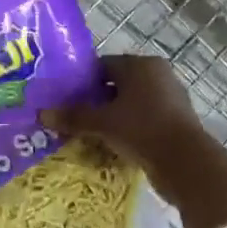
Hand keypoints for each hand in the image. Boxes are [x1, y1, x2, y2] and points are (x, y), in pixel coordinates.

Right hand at [43, 55, 214, 203]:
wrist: (185, 163)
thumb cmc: (141, 129)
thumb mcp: (103, 123)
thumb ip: (73, 117)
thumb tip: (41, 114)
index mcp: (141, 64)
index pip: (104, 65)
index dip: (83, 81)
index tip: (67, 99)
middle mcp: (158, 74)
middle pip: (118, 84)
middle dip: (97, 101)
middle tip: (76, 118)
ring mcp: (170, 98)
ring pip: (132, 104)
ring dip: (114, 117)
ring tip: (92, 134)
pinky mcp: (176, 121)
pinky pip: (144, 120)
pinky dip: (129, 129)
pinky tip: (114, 145)